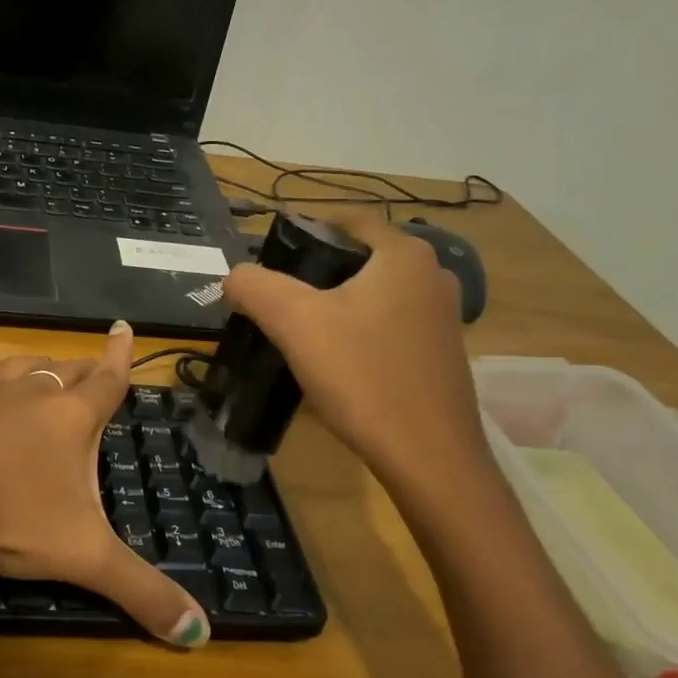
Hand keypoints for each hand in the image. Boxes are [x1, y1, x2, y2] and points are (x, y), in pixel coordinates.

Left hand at [0, 322, 209, 647]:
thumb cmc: (10, 517)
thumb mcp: (83, 558)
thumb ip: (142, 593)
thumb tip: (202, 635)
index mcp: (71, 418)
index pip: (108, 380)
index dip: (121, 356)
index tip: (122, 326)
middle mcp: (29, 393)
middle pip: (65, 370)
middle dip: (82, 369)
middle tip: (90, 368)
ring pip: (17, 366)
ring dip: (33, 368)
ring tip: (40, 370)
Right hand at [222, 211, 487, 488]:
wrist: (428, 458)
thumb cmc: (362, 376)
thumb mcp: (294, 323)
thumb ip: (255, 286)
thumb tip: (235, 276)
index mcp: (405, 256)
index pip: (349, 219)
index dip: (306, 227)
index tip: (269, 251)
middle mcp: (432, 277)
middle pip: (360, 256)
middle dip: (316, 269)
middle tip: (275, 294)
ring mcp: (442, 318)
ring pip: (374, 293)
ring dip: (336, 302)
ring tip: (296, 328)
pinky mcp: (439, 355)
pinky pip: (388, 324)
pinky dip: (357, 329)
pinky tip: (333, 360)